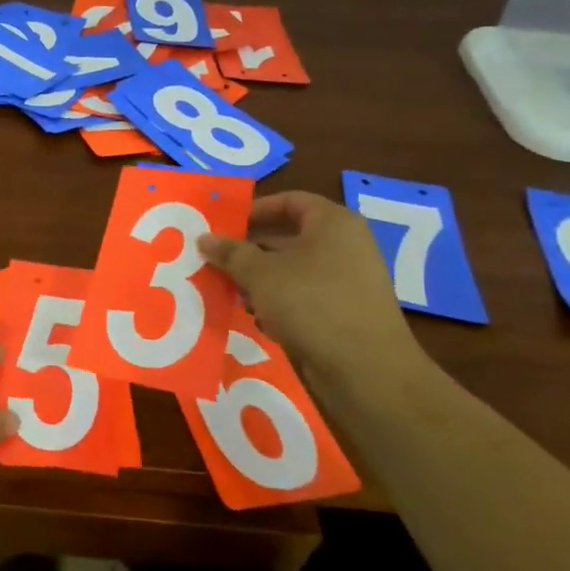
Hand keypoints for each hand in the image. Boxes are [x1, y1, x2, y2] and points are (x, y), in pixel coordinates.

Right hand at [198, 191, 424, 388]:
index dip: (254, 210)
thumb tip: (204, 238)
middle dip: (251, 249)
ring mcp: (349, 280)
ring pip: (294, 269)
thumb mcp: (260, 273)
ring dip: (261, 278)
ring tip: (231, 291)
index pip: (289, 201)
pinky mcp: (346, 311)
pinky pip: (306, 295)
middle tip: (217, 259)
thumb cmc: (311, 303)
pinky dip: (280, 301)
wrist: (365, 370)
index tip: (223, 226)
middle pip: (289, 236)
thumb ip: (230, 252)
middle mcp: (346, 245)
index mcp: (333, 223)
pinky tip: (258, 317)